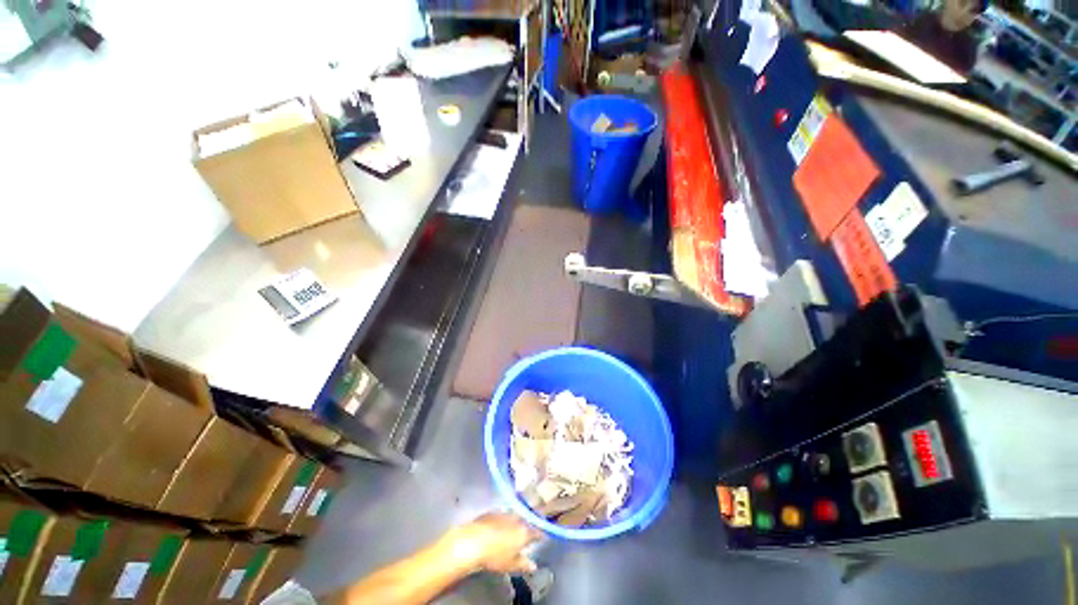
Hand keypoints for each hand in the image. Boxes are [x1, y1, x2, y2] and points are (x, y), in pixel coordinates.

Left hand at [442, 513, 542, 573]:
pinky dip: (503, 520)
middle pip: (525, 521)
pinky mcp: (492, 512)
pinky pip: (502, 515)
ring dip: (515, 522)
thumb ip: (524, 564)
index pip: (537, 532)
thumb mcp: (511, 565)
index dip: (541, 535)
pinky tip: (499, 526)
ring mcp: (503, 513)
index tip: (543, 537)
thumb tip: (533, 565)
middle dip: (527, 526)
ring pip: (514, 516)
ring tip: (513, 529)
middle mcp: (516, 518)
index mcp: (524, 531)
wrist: (473, 541)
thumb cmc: (495, 556)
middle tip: (527, 533)